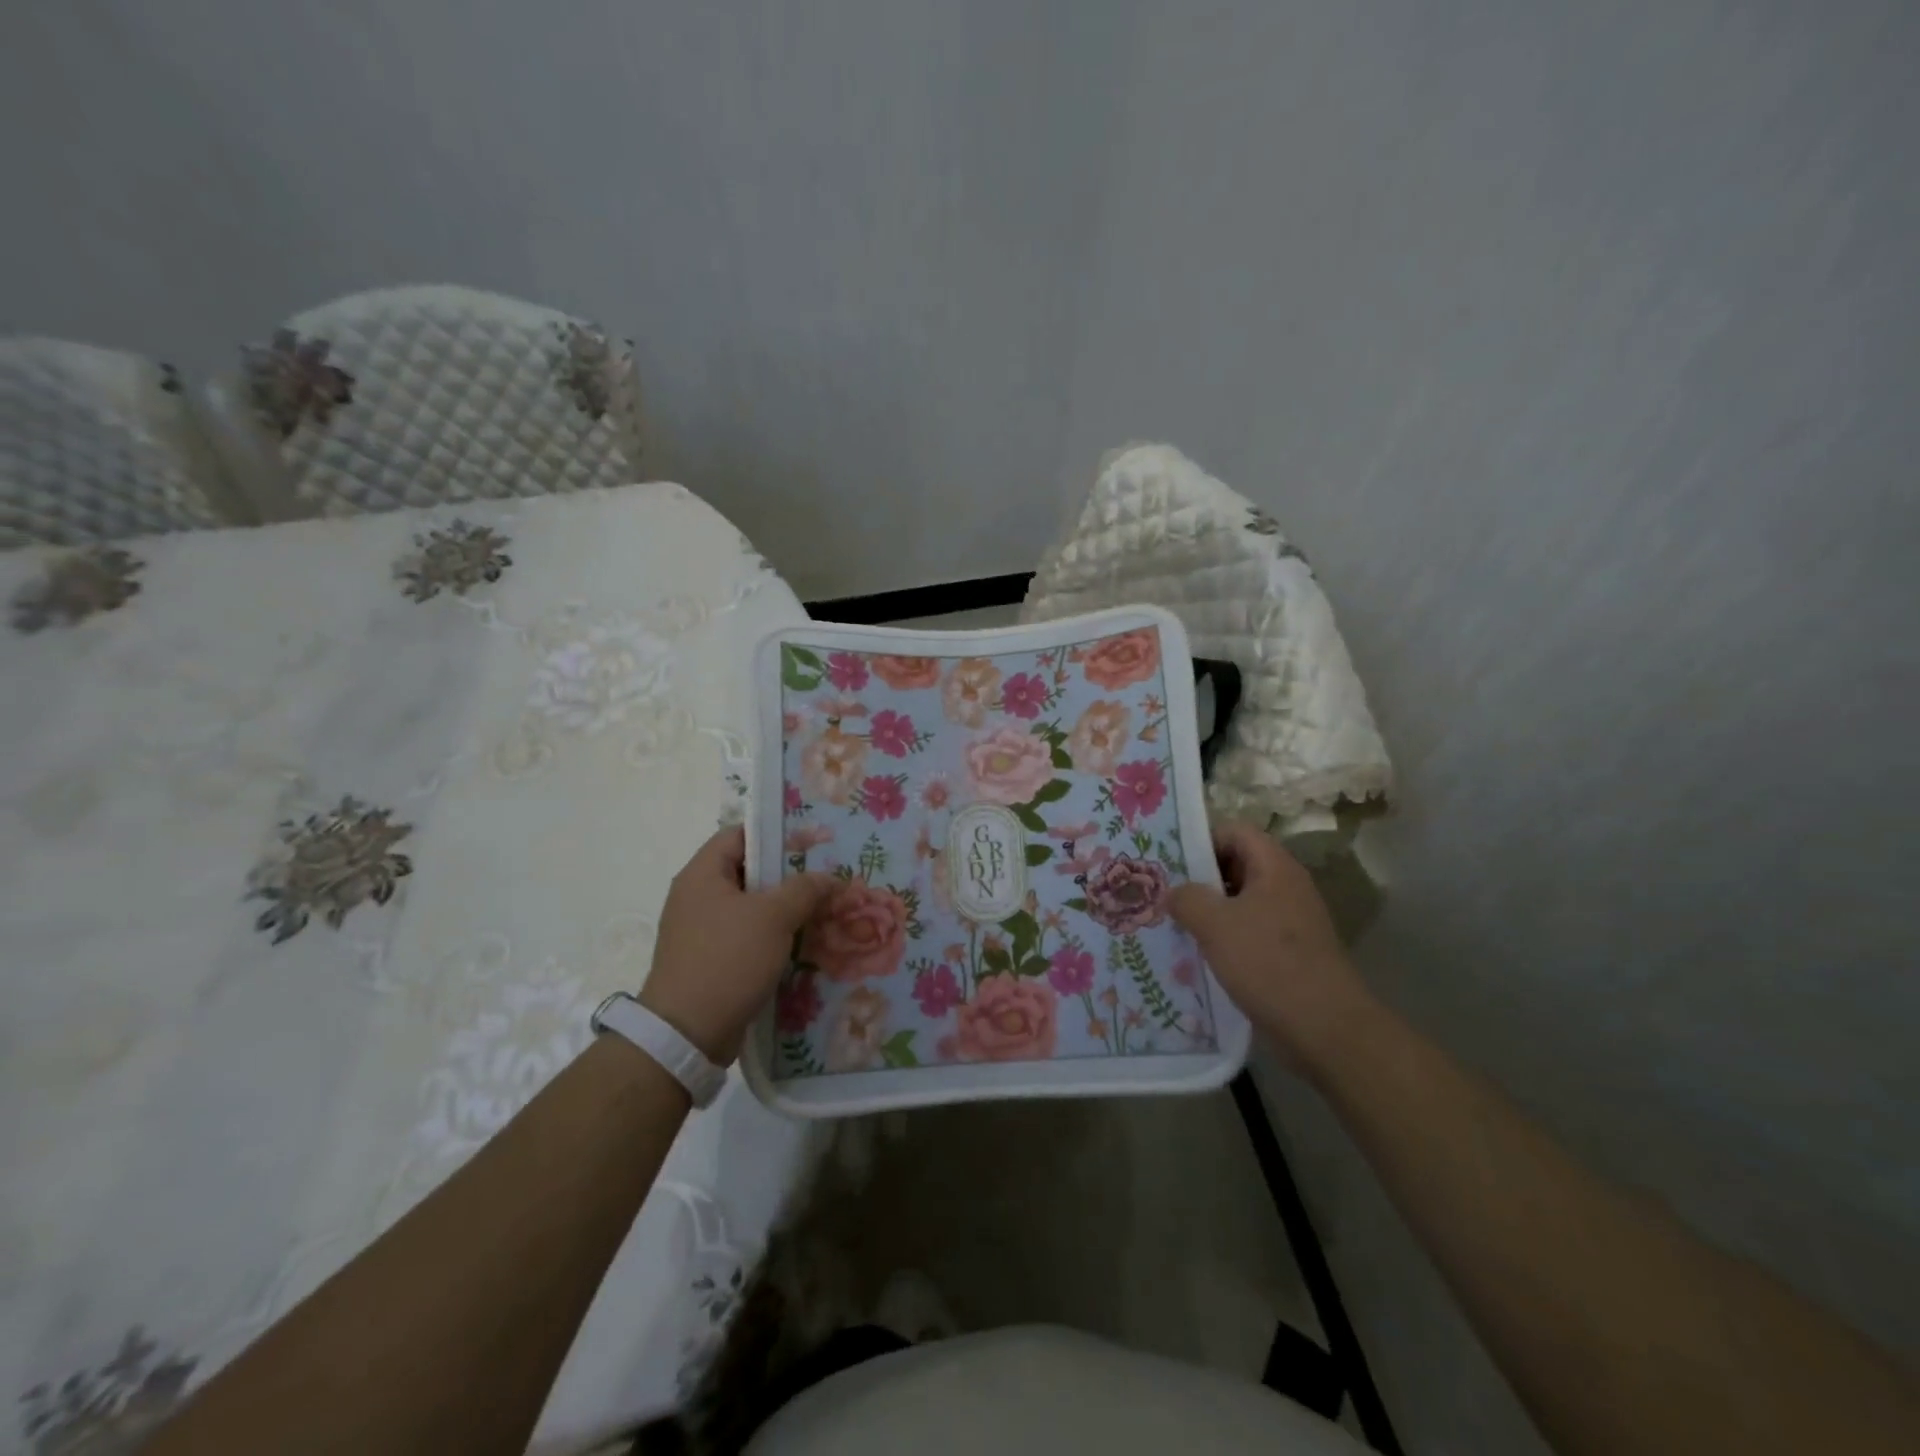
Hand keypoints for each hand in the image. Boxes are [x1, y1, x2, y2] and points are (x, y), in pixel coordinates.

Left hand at [639, 826, 834, 1061]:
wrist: (686, 1034)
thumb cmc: (728, 960)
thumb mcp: (774, 917)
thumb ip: (805, 889)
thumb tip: (829, 878)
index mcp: (702, 874)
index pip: (740, 835)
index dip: (776, 834)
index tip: (812, 842)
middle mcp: (697, 896)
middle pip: (748, 871)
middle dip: (789, 874)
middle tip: (826, 877)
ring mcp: (701, 930)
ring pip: (751, 907)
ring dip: (785, 908)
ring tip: (823, 909)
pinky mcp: (710, 960)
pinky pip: (747, 936)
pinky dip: (773, 936)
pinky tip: (804, 943)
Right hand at [1168, 820, 1372, 1070]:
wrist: (1325, 1028)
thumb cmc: (1268, 963)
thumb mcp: (1215, 924)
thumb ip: (1187, 898)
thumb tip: (1174, 892)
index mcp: (1274, 867)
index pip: (1234, 831)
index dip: (1201, 838)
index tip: (1169, 859)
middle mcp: (1285, 886)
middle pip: (1236, 864)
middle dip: (1199, 877)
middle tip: (1162, 890)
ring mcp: (1290, 921)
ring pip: (1240, 901)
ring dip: (1208, 910)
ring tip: (1172, 922)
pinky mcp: (1288, 952)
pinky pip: (1248, 931)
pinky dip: (1223, 937)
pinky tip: (1197, 954)